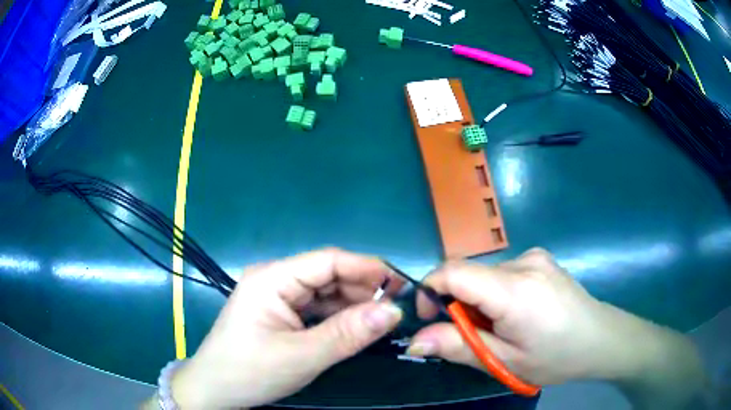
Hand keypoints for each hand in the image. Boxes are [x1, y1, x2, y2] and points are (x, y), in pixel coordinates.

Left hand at [170, 248, 403, 408]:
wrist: (215, 391)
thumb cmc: (249, 372)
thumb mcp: (302, 356)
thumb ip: (348, 334)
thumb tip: (394, 311)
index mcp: (272, 279)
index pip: (327, 261)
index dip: (366, 268)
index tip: (401, 283)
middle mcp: (275, 280)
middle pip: (328, 275)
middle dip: (362, 289)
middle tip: (396, 309)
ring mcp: (277, 298)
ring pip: (325, 293)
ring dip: (353, 305)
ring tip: (382, 320)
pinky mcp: (280, 314)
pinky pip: (316, 309)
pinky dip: (338, 317)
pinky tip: (357, 327)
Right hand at [406, 248, 622, 384]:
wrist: (602, 339)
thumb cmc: (556, 358)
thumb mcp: (505, 362)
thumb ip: (459, 347)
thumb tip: (416, 340)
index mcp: (515, 289)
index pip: (453, 271)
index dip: (429, 289)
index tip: (428, 317)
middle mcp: (523, 262)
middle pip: (469, 274)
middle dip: (459, 304)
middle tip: (475, 336)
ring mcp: (535, 256)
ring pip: (486, 274)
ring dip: (480, 300)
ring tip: (502, 328)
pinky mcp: (541, 258)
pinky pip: (503, 272)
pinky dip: (497, 293)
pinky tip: (518, 314)